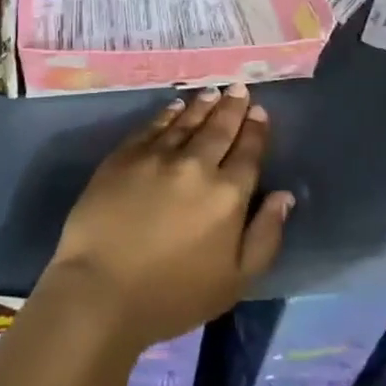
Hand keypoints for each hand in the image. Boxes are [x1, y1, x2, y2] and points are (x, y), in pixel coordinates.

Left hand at [46, 84, 292, 352]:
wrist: (101, 288)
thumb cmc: (173, 296)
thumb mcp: (235, 281)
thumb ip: (265, 236)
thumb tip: (284, 196)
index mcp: (228, 195)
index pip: (248, 153)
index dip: (255, 131)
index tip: (259, 112)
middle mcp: (196, 165)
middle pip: (219, 129)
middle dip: (232, 108)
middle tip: (239, 89)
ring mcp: (157, 156)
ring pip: (186, 121)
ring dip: (203, 105)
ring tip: (213, 92)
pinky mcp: (124, 155)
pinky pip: (153, 126)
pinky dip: (168, 113)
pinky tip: (175, 107)